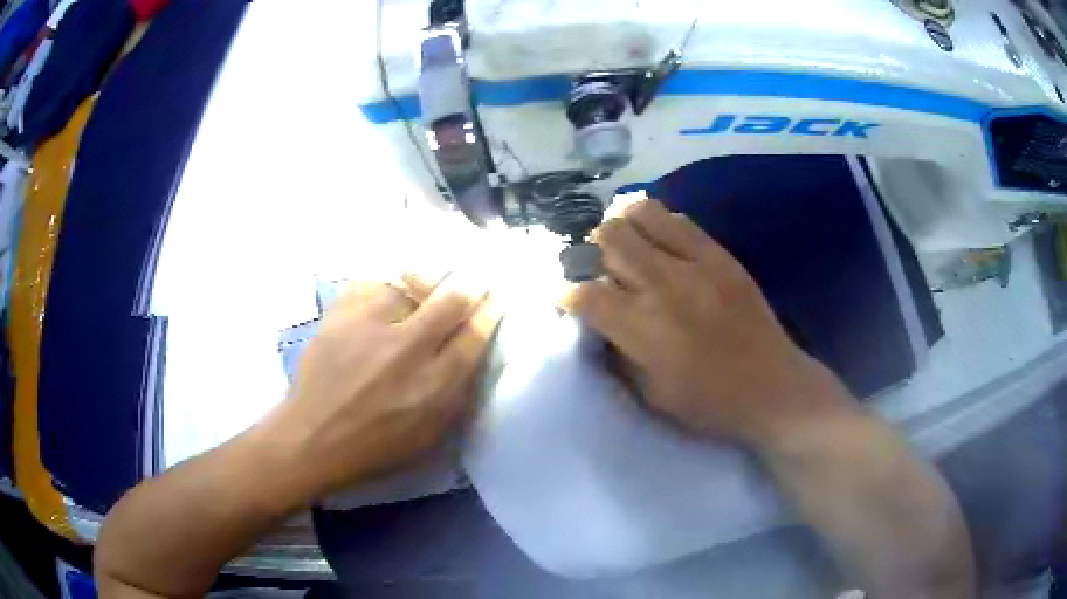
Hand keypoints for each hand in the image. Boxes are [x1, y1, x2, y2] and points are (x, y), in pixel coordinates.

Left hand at [273, 276, 499, 497]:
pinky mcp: (340, 316)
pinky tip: (387, 293)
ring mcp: (369, 327)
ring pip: (410, 284)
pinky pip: (371, 284)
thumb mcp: (429, 437)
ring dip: (425, 283)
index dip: (490, 312)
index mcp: (433, 385)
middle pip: (450, 301)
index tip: (497, 297)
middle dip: (469, 287)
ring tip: (427, 284)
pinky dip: (384, 286)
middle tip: (474, 281)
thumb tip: (473, 357)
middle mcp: (406, 349)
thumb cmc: (375, 448)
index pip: (474, 336)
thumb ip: (456, 397)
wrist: (313, 439)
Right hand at [561, 199, 854, 446]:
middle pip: (609, 238)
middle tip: (599, 268)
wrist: (772, 388)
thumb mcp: (649, 394)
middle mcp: (664, 285)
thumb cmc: (707, 403)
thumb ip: (617, 353)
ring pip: (641, 214)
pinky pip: (680, 220)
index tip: (566, 298)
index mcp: (642, 328)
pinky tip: (659, 242)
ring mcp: (697, 263)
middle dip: (592, 250)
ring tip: (625, 245)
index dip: (565, 293)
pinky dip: (658, 224)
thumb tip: (596, 322)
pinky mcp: (721, 255)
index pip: (584, 293)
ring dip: (623, 226)